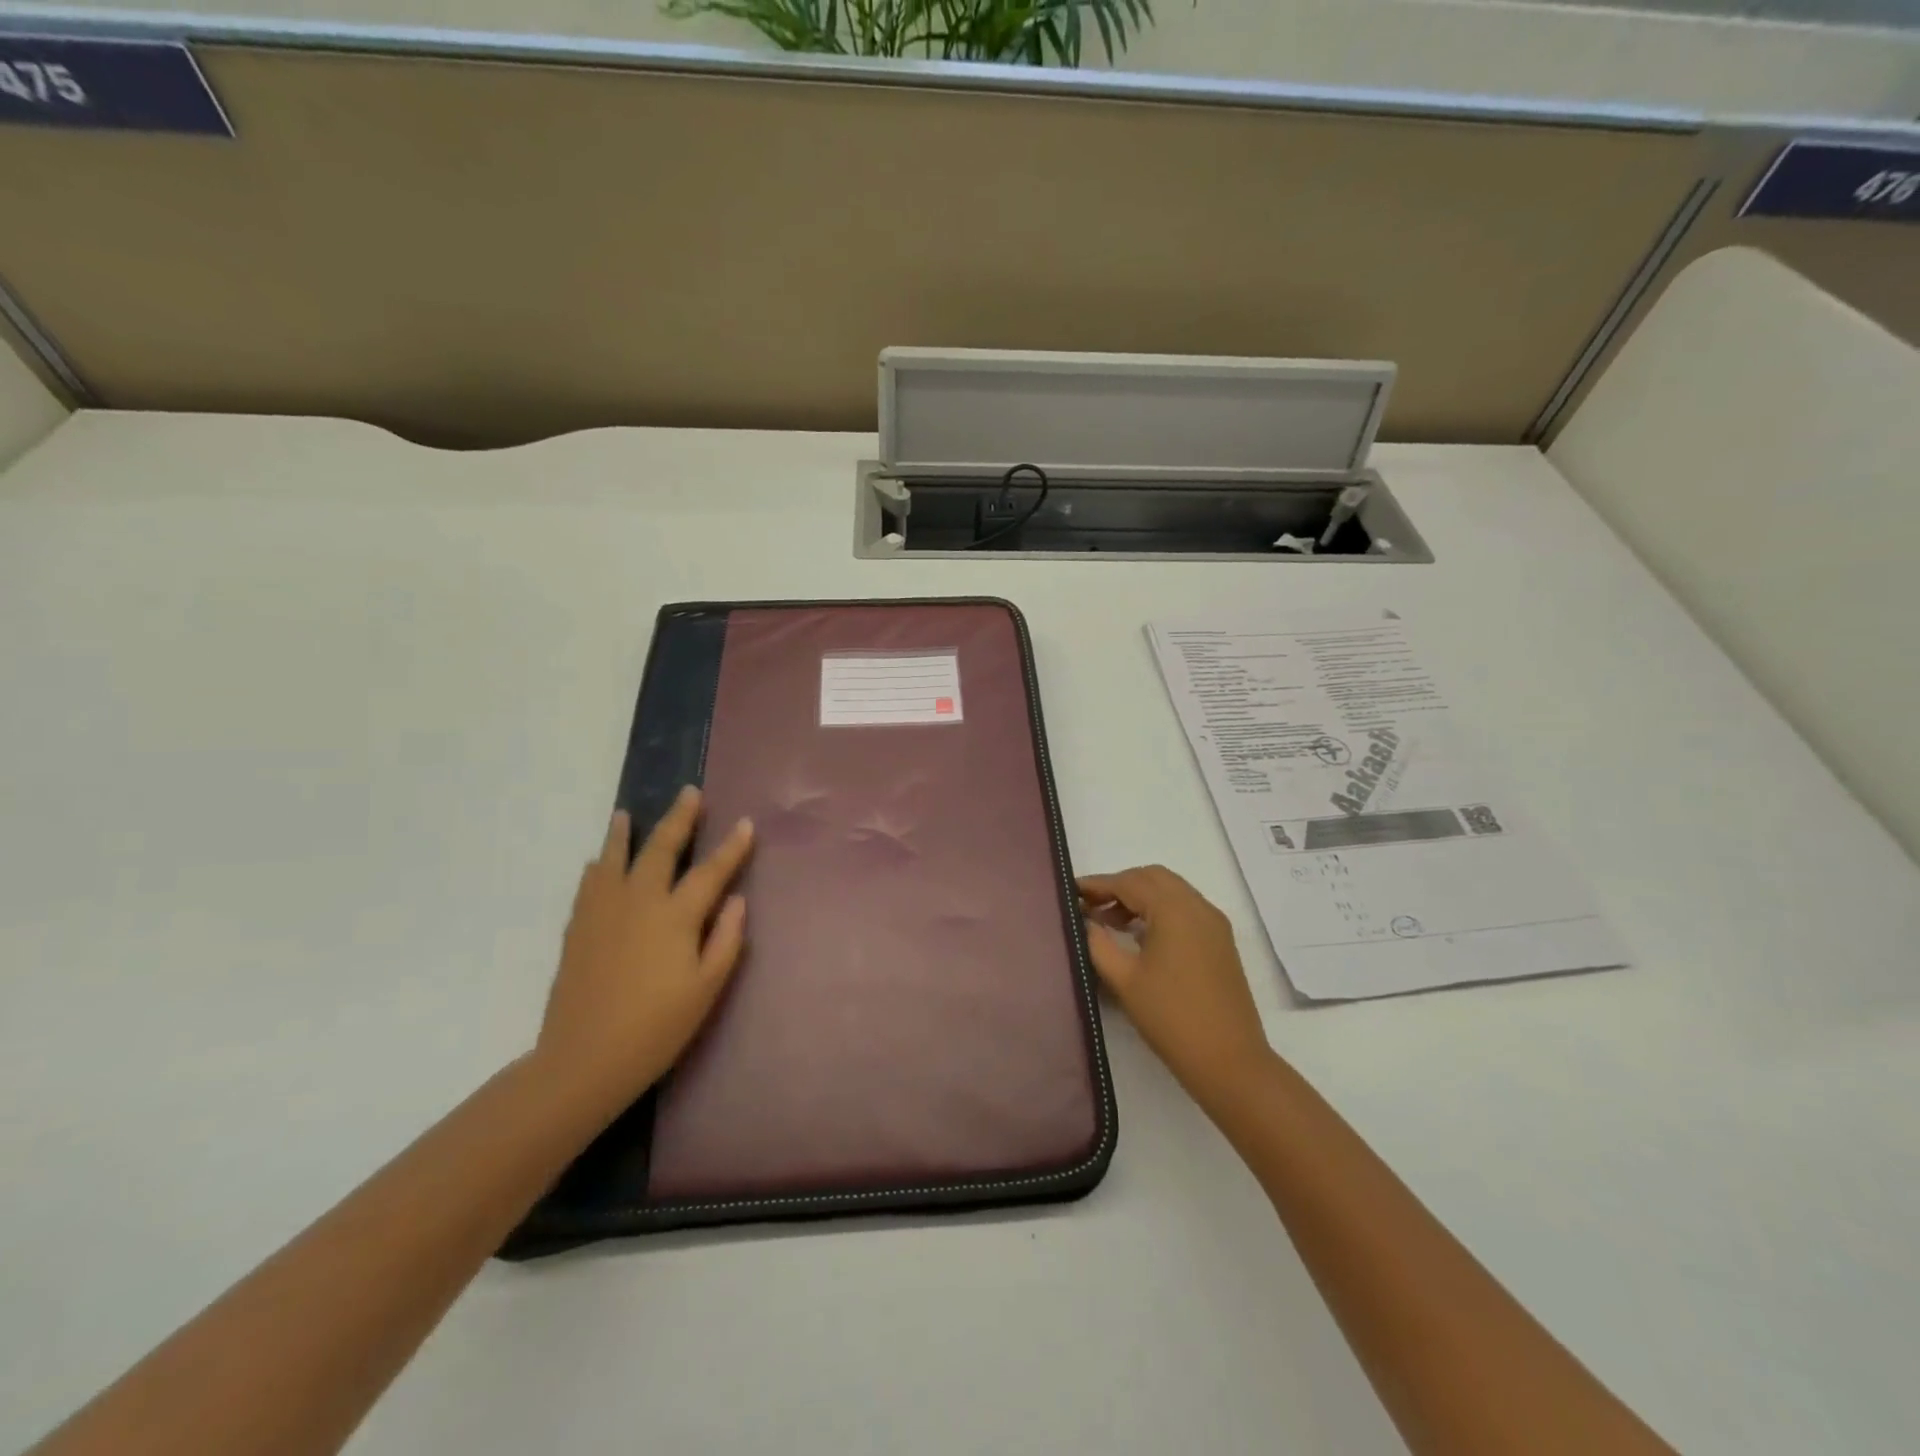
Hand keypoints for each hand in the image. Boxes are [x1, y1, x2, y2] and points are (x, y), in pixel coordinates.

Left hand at [536, 787, 753, 1114]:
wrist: (583, 1060)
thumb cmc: (656, 1028)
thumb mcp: (706, 989)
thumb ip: (725, 940)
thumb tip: (736, 899)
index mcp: (675, 917)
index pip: (710, 872)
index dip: (731, 847)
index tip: (746, 823)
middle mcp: (639, 902)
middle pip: (661, 849)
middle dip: (679, 819)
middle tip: (689, 793)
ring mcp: (603, 912)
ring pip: (615, 859)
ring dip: (624, 833)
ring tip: (625, 813)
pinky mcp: (578, 929)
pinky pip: (589, 884)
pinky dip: (599, 867)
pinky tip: (599, 862)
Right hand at [1079, 865, 1273, 1105]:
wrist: (1229, 1060)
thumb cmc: (1170, 1017)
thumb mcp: (1124, 979)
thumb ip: (1098, 943)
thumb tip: (1086, 922)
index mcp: (1174, 910)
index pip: (1129, 882)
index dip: (1098, 884)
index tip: (1071, 891)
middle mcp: (1198, 906)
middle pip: (1153, 878)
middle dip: (1120, 885)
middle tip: (1091, 906)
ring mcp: (1214, 923)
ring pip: (1171, 891)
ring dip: (1141, 897)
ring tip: (1111, 923)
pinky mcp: (1220, 942)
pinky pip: (1186, 909)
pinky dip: (1160, 910)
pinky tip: (1141, 936)